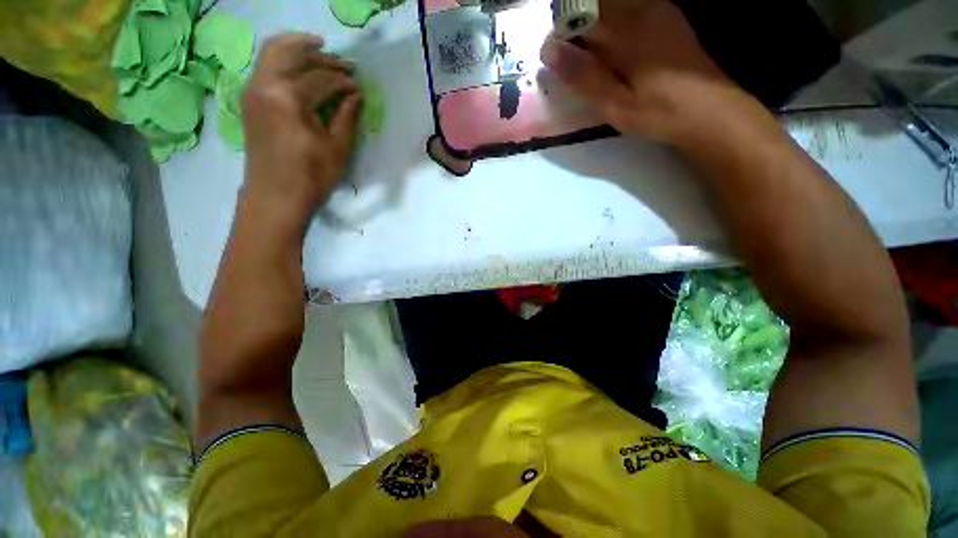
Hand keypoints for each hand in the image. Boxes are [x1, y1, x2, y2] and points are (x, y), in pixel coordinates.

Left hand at [241, 33, 361, 228]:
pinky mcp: (249, 99)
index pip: (321, 79)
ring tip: (320, 50)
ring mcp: (252, 90)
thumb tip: (355, 95)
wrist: (275, 196)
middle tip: (344, 65)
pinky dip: (283, 59)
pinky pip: (265, 65)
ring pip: (274, 52)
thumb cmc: (311, 176)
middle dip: (322, 57)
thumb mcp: (337, 148)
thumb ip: (347, 117)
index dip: (343, 81)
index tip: (358, 85)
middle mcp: (265, 84)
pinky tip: (299, 66)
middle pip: (294, 55)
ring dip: (299, 49)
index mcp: (288, 98)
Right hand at [540, 0, 748, 145]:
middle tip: (572, 67)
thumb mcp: (615, 104)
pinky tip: (614, 57)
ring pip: (612, 8)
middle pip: (596, 6)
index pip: (581, 15)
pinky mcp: (667, 18)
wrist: (711, 112)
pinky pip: (629, 12)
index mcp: (628, 30)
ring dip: (593, 31)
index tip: (553, 60)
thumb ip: (583, 76)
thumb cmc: (659, 113)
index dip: (561, 34)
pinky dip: (612, 29)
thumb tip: (549, 51)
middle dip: (576, 31)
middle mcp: (642, 10)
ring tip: (592, 66)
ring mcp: (658, 10)